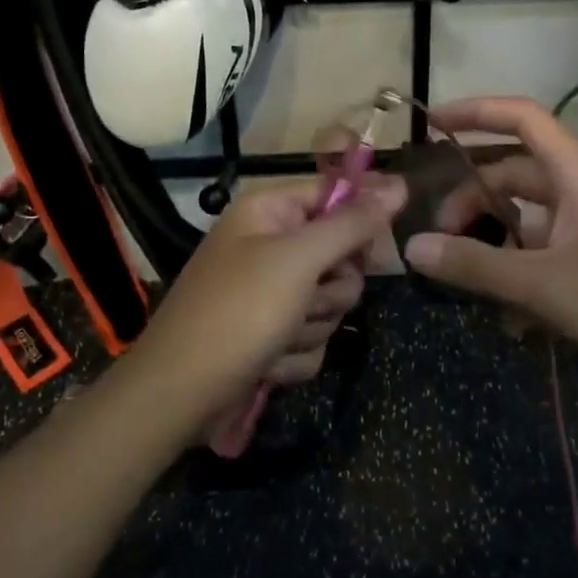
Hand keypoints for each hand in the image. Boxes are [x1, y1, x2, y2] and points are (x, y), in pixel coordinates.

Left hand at [128, 175, 405, 438]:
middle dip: (331, 288)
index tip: (380, 246)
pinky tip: (268, 363)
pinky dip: (296, 354)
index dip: (360, 217)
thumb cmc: (238, 313)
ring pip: (330, 301)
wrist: (179, 394)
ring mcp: (271, 293)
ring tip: (278, 338)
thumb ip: (351, 224)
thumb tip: (398, 184)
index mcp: (269, 213)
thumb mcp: (298, 261)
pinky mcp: (272, 333)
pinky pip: (313, 336)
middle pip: (340, 254)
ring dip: (312, 326)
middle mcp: (270, 245)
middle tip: (308, 299)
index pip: (333, 194)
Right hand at [401, 97, 577, 397]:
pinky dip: (525, 278)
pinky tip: (518, 323)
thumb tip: (412, 248)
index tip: (432, 124)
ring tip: (474, 292)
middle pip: (515, 177)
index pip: (523, 119)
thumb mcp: (544, 285)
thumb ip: (476, 266)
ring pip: (529, 224)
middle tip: (439, 241)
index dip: (476, 111)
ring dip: (497, 251)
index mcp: (577, 177)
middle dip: (472, 203)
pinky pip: (549, 257)